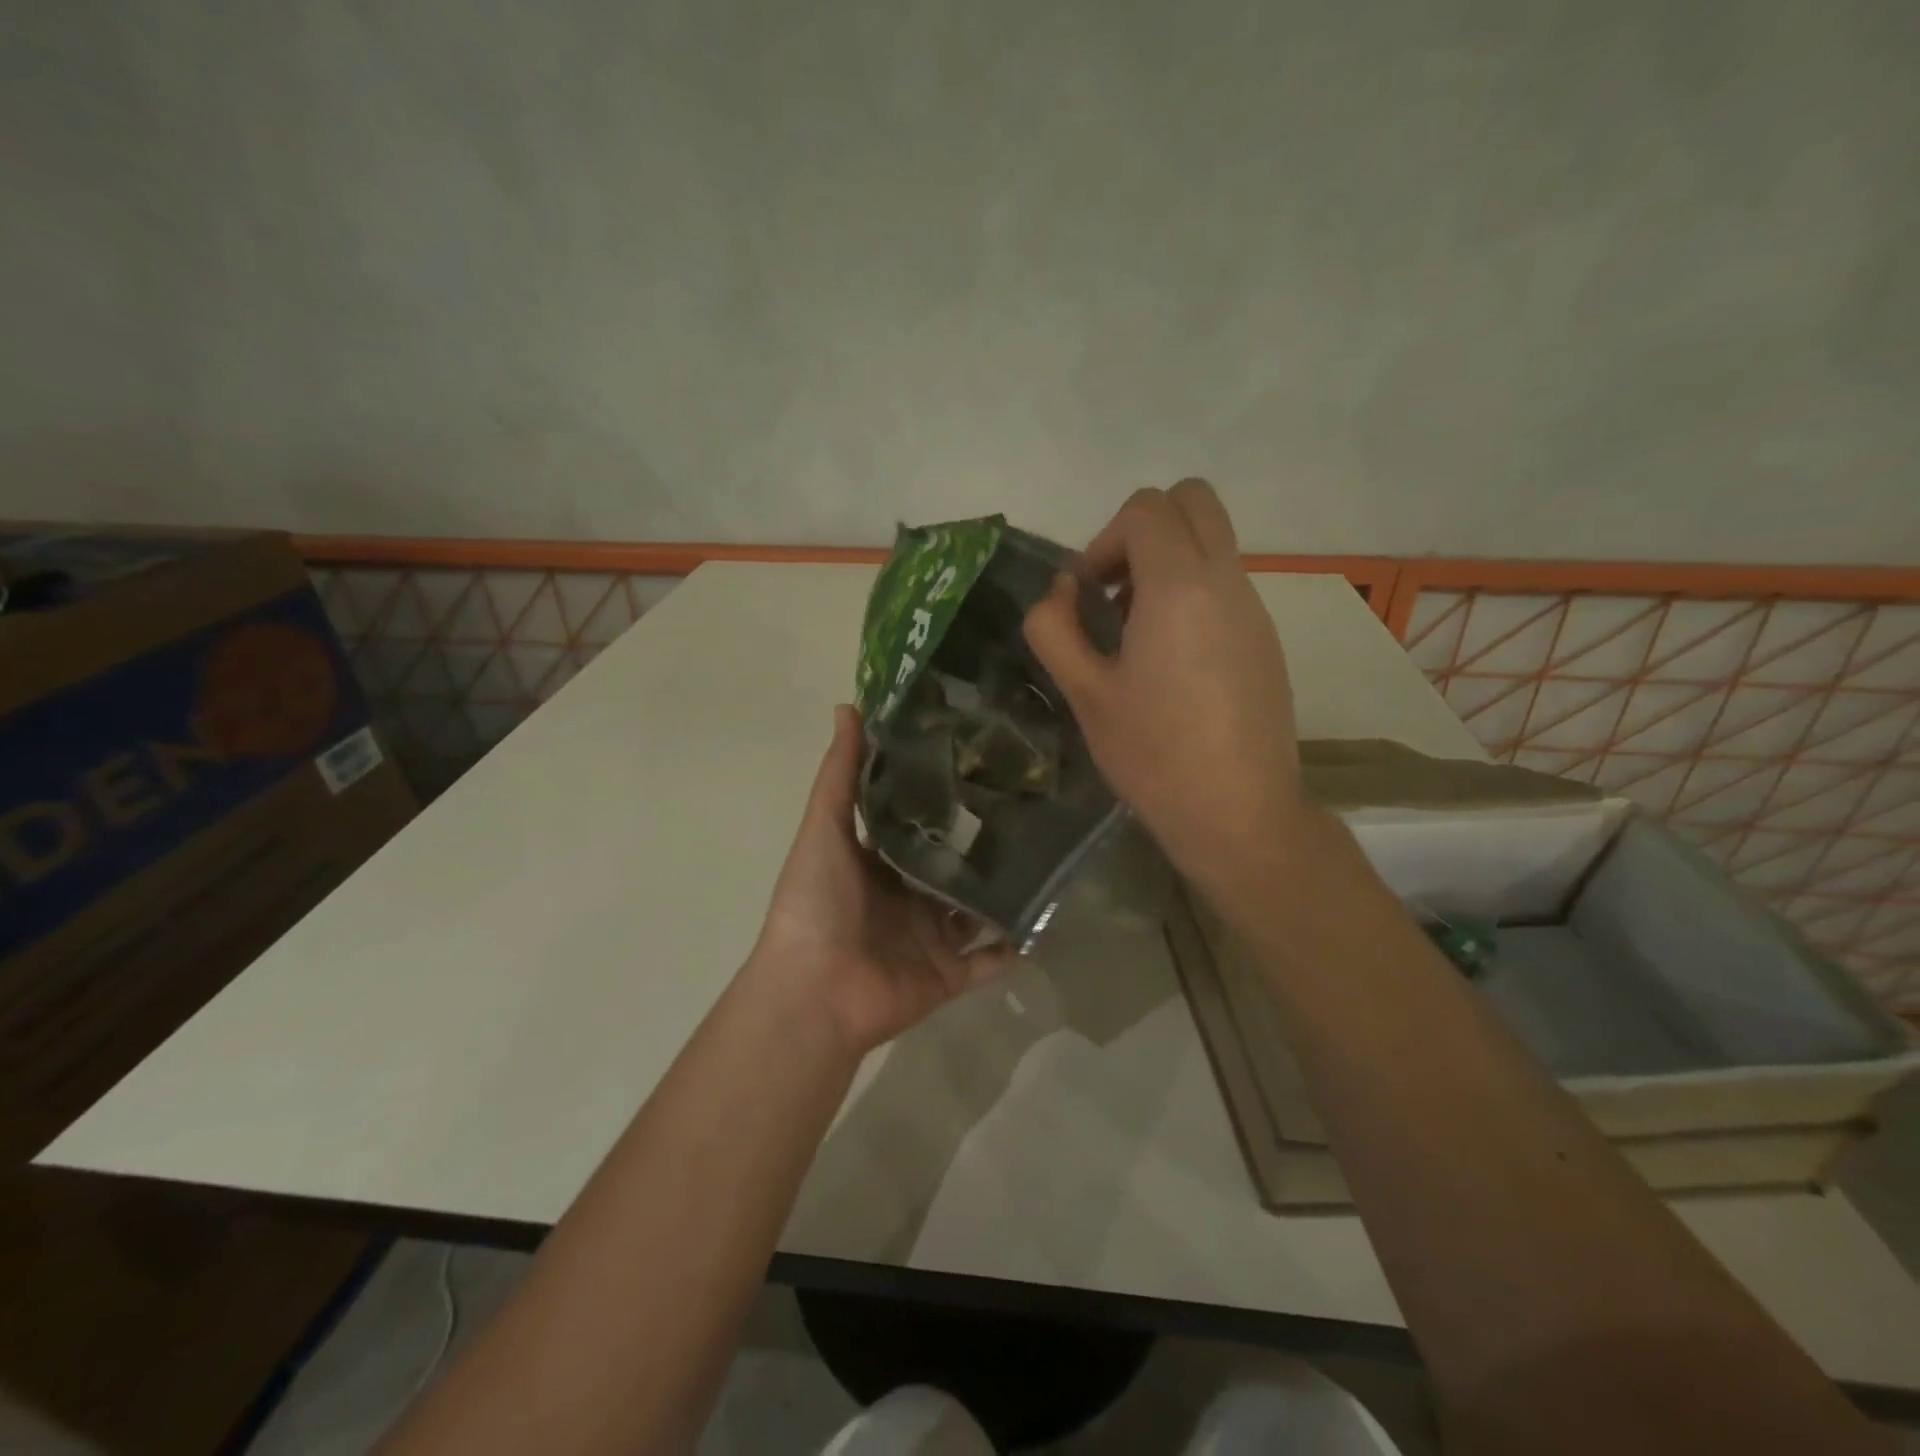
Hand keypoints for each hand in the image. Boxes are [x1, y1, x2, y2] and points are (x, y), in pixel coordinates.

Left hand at [748, 705, 1013, 1055]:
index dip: (944, 796)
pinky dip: (1014, 945)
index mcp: (878, 863)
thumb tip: (848, 705)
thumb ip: (840, 773)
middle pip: (952, 866)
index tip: (982, 759)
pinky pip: (990, 962)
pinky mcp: (949, 976)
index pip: (917, 823)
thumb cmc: (816, 902)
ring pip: (976, 911)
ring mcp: (930, 939)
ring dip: (1004, 891)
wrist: (815, 991)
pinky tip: (1048, 916)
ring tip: (1050, 855)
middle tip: (1031, 803)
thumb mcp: (824, 827)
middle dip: (984, 843)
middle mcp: (907, 898)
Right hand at [1023, 480, 1303, 916]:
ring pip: (1212, 542)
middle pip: (1192, 501)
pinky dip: (1192, 594)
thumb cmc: (1153, 755)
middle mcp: (1226, 581)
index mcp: (1179, 586)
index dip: (1103, 540)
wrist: (1239, 814)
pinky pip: (1226, 584)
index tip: (1085, 596)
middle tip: (1113, 591)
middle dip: (1143, 529)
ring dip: (1167, 564)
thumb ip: (1054, 628)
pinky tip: (1171, 663)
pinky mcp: (1266, 639)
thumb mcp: (1084, 693)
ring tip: (1135, 635)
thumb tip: (1061, 592)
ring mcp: (1254, 609)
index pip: (1146, 509)